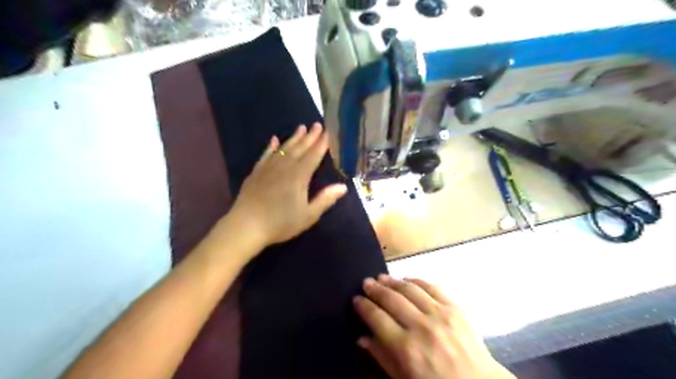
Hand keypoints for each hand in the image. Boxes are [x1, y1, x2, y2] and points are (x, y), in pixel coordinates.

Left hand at [226, 122, 345, 248]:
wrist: (246, 226)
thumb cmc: (280, 223)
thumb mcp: (308, 215)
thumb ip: (325, 199)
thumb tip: (343, 187)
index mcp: (299, 176)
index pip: (313, 156)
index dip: (322, 144)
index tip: (328, 133)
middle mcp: (284, 167)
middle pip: (300, 148)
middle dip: (310, 136)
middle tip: (317, 124)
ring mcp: (269, 168)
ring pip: (284, 148)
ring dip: (294, 138)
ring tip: (301, 127)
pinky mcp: (257, 172)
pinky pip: (266, 154)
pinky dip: (271, 146)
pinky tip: (274, 139)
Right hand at [354, 275, 511, 378]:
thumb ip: (382, 358)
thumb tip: (362, 337)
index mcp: (406, 349)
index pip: (377, 318)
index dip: (363, 306)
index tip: (356, 299)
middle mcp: (421, 326)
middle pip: (391, 299)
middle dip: (375, 289)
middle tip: (366, 283)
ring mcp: (440, 314)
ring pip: (410, 289)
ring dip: (393, 281)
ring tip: (382, 277)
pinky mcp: (456, 308)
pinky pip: (432, 287)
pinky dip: (417, 280)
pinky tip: (407, 279)